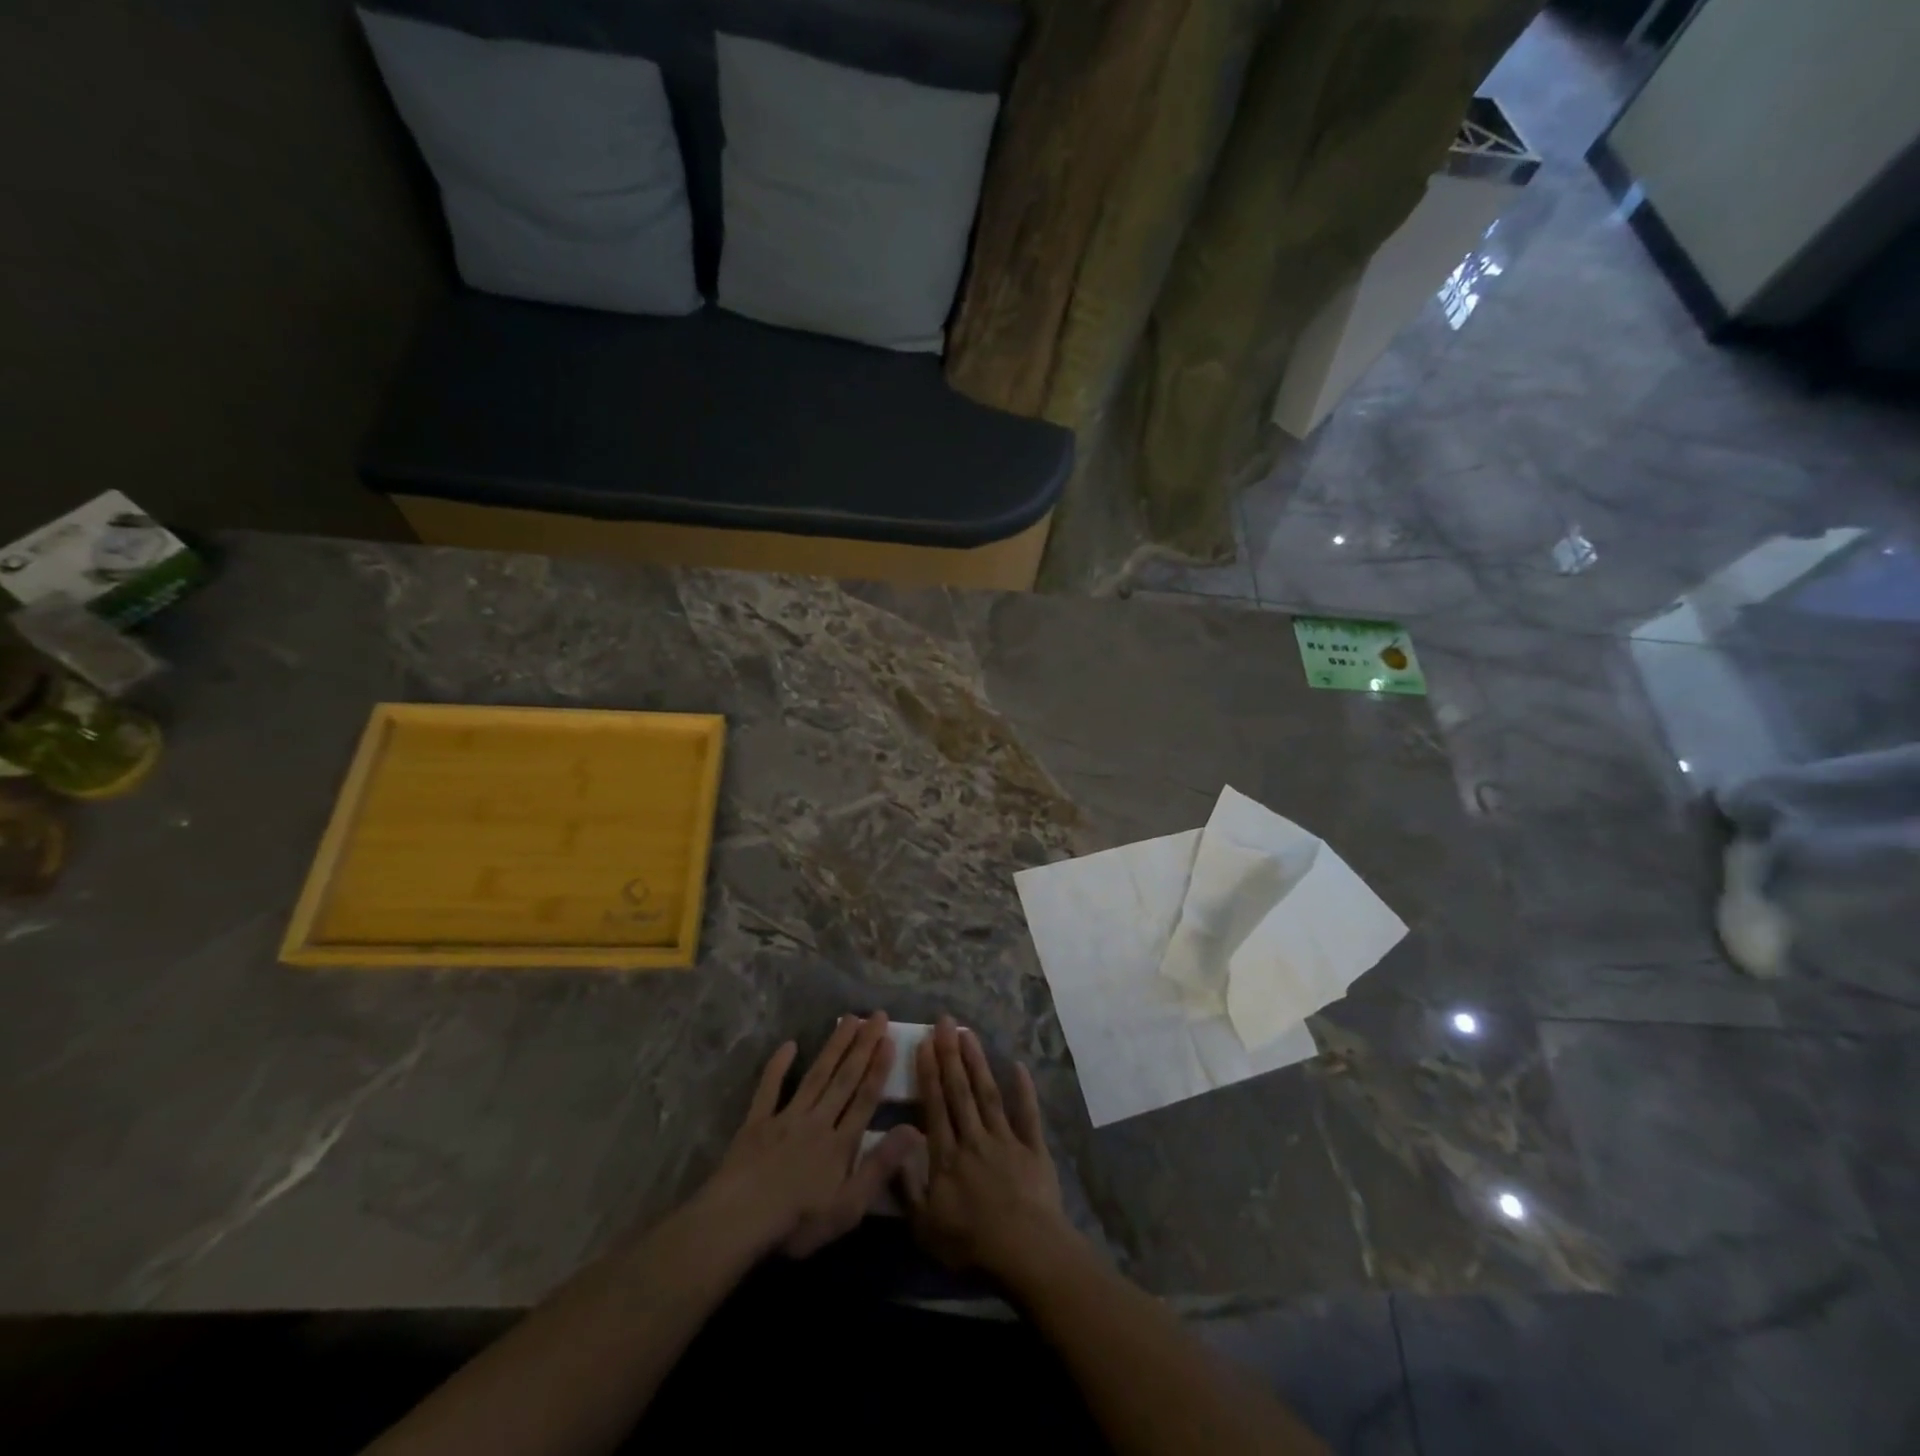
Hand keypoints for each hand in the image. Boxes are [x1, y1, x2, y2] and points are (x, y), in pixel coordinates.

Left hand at [703, 1013, 920, 1259]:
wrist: (739, 1220)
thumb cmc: (798, 1221)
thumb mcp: (849, 1206)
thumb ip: (881, 1166)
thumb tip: (915, 1129)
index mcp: (840, 1143)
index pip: (865, 1098)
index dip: (879, 1069)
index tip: (889, 1039)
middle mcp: (818, 1120)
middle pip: (844, 1078)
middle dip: (863, 1046)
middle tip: (876, 1015)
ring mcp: (786, 1117)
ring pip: (816, 1074)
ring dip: (834, 1046)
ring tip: (849, 1019)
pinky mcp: (757, 1122)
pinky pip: (770, 1088)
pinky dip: (779, 1065)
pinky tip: (789, 1044)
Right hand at [906, 1016, 1073, 1282]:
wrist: (1025, 1251)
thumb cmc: (970, 1243)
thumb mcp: (924, 1226)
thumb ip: (907, 1185)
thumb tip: (895, 1145)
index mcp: (947, 1156)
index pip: (935, 1106)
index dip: (929, 1073)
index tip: (924, 1043)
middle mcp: (974, 1139)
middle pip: (960, 1091)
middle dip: (950, 1054)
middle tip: (945, 1022)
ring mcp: (1006, 1140)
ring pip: (988, 1094)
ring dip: (978, 1062)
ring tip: (968, 1033)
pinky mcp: (1033, 1149)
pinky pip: (1028, 1114)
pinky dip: (1024, 1090)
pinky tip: (1018, 1066)